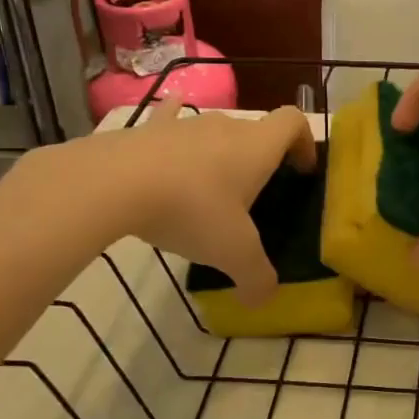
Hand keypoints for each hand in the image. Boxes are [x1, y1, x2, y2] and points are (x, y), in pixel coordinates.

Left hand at [95, 101, 316, 303]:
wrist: (115, 183)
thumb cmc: (192, 210)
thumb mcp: (233, 253)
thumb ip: (257, 277)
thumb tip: (263, 299)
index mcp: (257, 147)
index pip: (294, 122)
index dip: (304, 142)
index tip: (299, 170)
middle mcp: (227, 126)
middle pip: (254, 130)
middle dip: (259, 159)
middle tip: (250, 198)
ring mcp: (185, 123)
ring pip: (213, 130)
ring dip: (217, 152)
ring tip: (204, 189)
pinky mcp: (147, 129)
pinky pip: (169, 120)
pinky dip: (173, 128)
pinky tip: (166, 141)